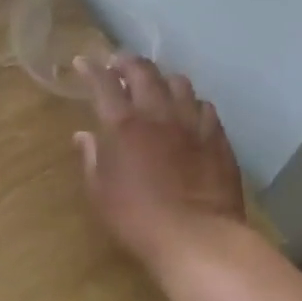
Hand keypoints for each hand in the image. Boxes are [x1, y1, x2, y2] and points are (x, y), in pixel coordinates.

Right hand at [76, 56, 250, 269]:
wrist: (198, 238)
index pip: (104, 83)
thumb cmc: (137, 218)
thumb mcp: (100, 192)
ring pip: (179, 83)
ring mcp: (192, 124)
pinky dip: (192, 104)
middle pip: (144, 72)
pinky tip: (188, 114)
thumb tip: (83, 136)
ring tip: (156, 86)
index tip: (83, 62)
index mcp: (124, 125)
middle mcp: (158, 114)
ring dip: (162, 79)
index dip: (91, 69)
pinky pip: (205, 108)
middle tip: (118, 64)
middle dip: (127, 62)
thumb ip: (91, 158)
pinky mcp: (218, 139)